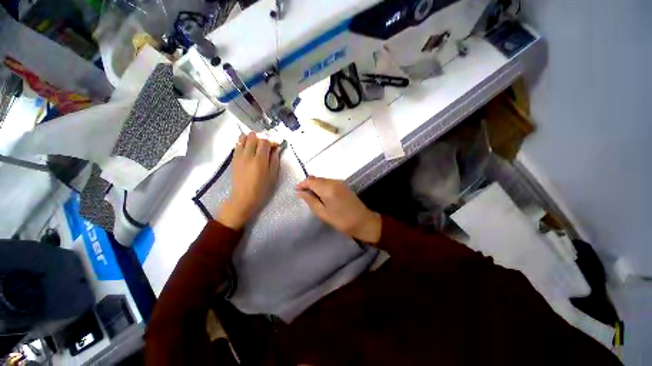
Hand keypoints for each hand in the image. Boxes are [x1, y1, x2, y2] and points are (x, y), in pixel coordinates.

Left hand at [216, 132, 280, 229]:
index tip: (276, 145)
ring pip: (243, 137)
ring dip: (251, 138)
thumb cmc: (261, 189)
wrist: (243, 198)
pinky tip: (249, 149)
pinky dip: (244, 142)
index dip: (272, 140)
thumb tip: (276, 149)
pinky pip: (237, 144)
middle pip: (253, 136)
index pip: (264, 141)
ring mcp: (239, 156)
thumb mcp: (273, 176)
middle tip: (267, 145)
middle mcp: (248, 155)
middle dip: (262, 137)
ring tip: (257, 145)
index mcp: (259, 160)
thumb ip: (275, 160)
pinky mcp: (234, 159)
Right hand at [296, 176, 381, 243]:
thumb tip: (299, 192)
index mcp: (327, 188)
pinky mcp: (343, 185)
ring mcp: (340, 182)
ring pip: (323, 180)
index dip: (302, 184)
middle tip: (303, 195)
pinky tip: (322, 196)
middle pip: (317, 178)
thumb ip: (310, 200)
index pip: (311, 180)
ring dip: (315, 185)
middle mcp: (334, 181)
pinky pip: (329, 182)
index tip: (297, 191)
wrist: (363, 221)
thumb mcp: (323, 213)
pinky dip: (323, 186)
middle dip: (308, 185)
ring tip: (312, 197)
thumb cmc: (341, 220)